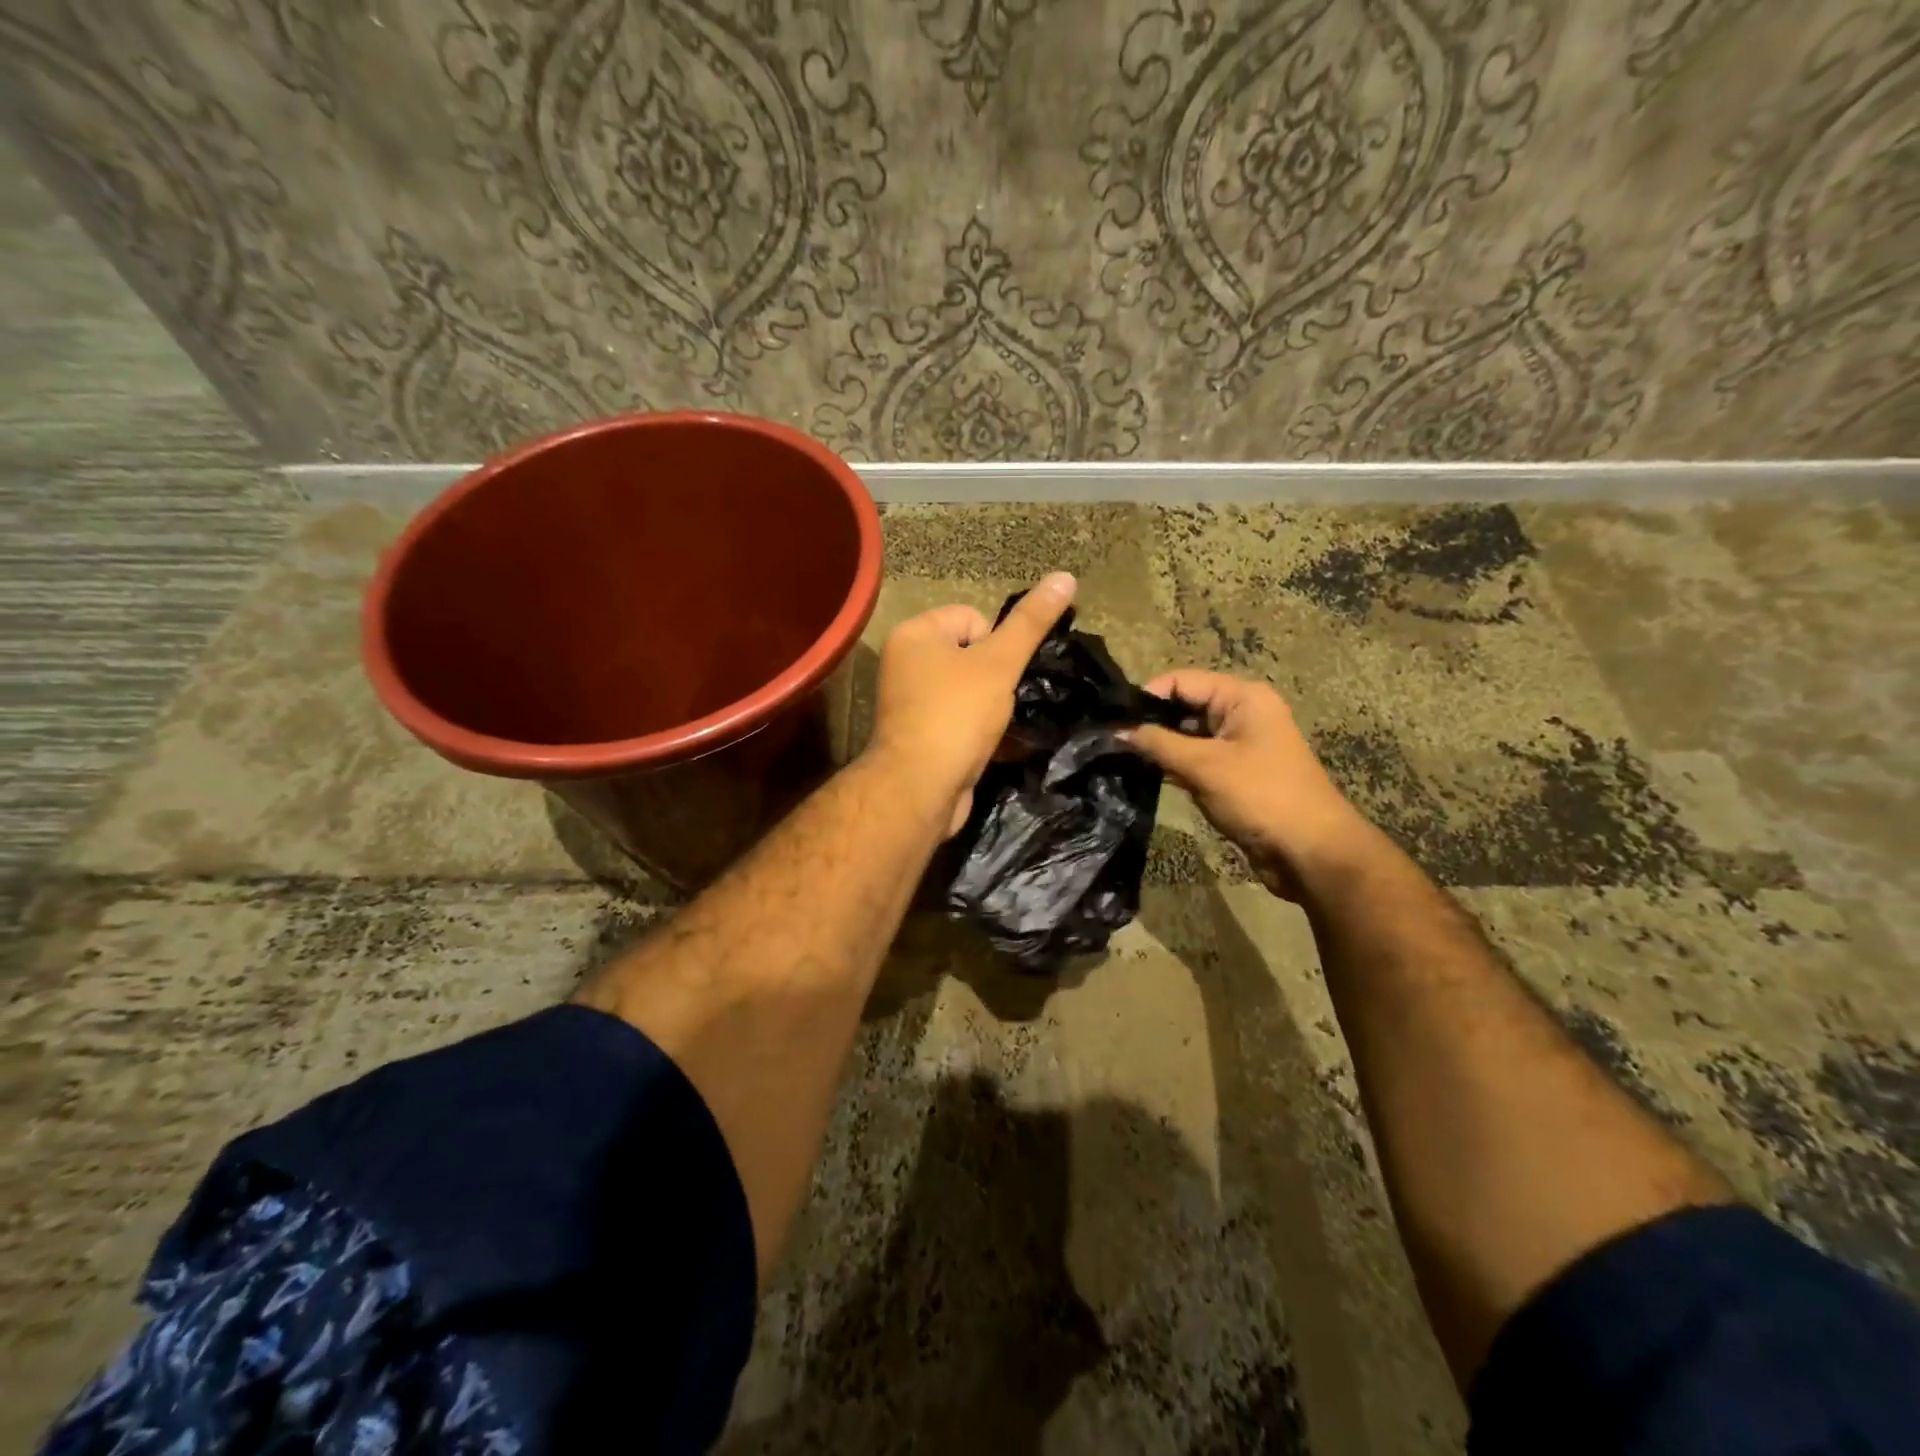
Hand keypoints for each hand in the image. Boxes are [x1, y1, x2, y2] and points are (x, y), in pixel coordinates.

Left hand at [863, 573, 1076, 837]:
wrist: (920, 788)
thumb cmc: (957, 714)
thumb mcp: (1000, 662)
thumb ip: (1031, 623)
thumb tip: (1066, 576)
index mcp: (914, 634)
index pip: (972, 618)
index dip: (996, 645)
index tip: (999, 674)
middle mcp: (905, 664)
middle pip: (971, 655)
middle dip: (996, 678)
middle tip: (1003, 702)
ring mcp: (910, 703)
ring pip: (969, 691)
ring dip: (993, 707)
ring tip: (1001, 726)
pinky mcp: (920, 737)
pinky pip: (960, 721)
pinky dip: (980, 731)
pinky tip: (997, 746)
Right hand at [1126, 670, 1372, 898]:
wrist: (1310, 852)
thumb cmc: (1260, 796)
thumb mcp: (1204, 766)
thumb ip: (1158, 744)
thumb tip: (1116, 731)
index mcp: (1242, 698)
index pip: (1182, 681)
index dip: (1147, 695)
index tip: (1113, 718)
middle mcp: (1242, 714)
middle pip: (1185, 705)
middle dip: (1151, 722)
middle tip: (1111, 739)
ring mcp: (1239, 745)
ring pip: (1188, 735)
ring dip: (1160, 746)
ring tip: (1121, 756)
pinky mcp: (1234, 774)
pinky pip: (1197, 760)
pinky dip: (1174, 766)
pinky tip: (1145, 774)